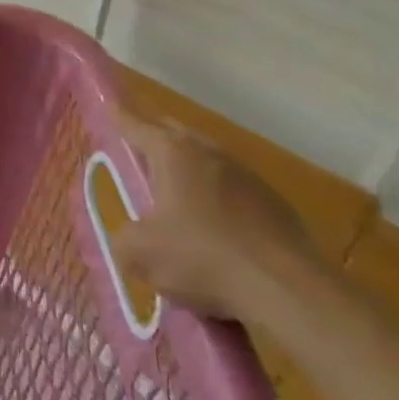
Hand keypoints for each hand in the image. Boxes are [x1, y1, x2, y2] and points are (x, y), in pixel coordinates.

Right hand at [110, 116, 327, 323]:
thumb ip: (123, 239)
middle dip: (157, 138)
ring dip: (192, 171)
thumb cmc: (202, 258)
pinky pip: (236, 192)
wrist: (288, 291)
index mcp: (173, 153)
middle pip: (177, 134)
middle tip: (140, 151)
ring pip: (209, 161)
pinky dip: (221, 200)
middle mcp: (210, 154)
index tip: (111, 108)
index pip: (137, 126)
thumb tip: (127, 239)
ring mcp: (249, 177)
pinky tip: (218, 229)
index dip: (120, 118)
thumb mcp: (140, 254)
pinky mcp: (277, 206)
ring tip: (178, 194)